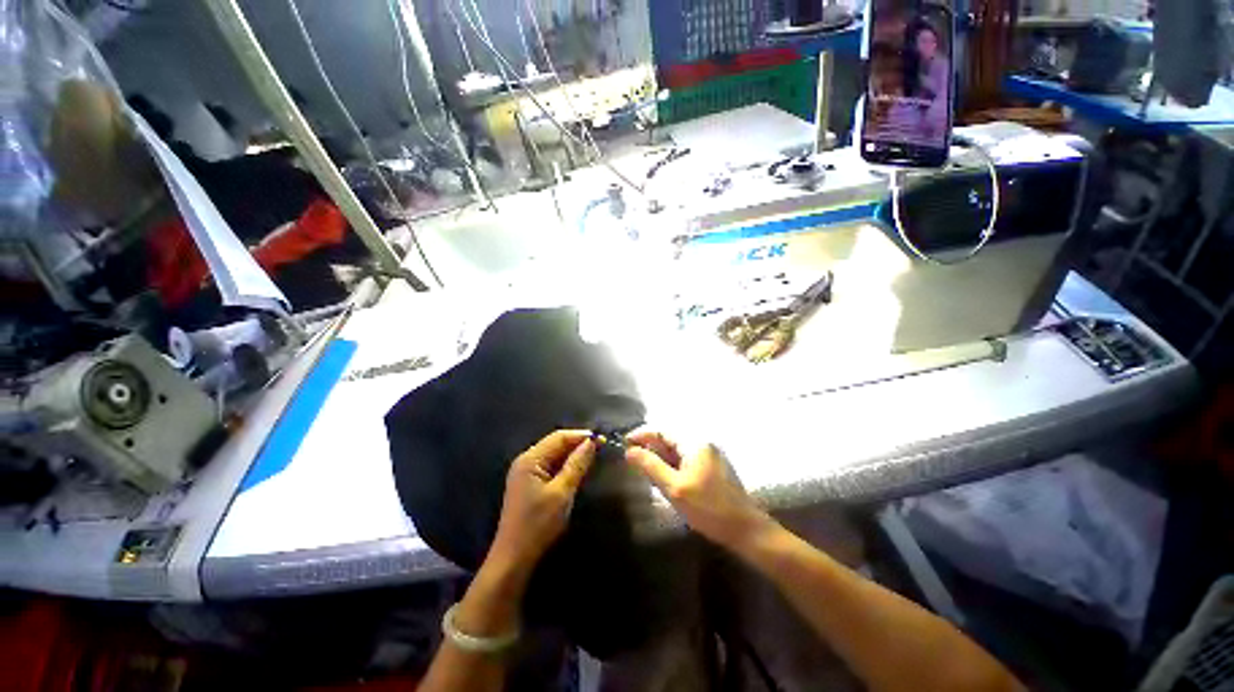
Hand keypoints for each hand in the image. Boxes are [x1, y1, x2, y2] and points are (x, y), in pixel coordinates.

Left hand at [487, 430, 595, 576]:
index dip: (581, 436)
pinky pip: (550, 466)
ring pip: (554, 455)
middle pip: (555, 444)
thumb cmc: (538, 524)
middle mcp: (526, 460)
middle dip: (577, 444)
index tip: (602, 440)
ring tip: (593, 457)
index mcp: (530, 459)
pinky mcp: (529, 484)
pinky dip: (565, 466)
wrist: (514, 558)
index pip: (559, 437)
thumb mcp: (562, 493)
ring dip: (572, 455)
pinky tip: (577, 470)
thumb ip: (577, 465)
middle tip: (601, 448)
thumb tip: (591, 442)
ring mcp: (526, 472)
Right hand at [624, 430, 771, 544]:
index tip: (624, 444)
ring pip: (677, 451)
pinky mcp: (712, 468)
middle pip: (669, 440)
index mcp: (694, 443)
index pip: (661, 431)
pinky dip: (672, 465)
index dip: (641, 435)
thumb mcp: (674, 488)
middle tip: (631, 460)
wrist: (745, 529)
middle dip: (650, 448)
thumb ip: (650, 466)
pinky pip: (686, 460)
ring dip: (660, 458)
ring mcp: (709, 456)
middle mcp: (702, 443)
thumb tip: (630, 451)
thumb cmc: (708, 508)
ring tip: (644, 469)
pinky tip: (664, 478)